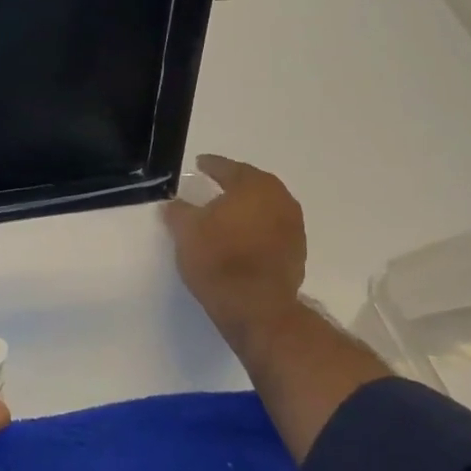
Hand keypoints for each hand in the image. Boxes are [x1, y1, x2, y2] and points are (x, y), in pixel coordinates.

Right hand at [164, 155, 307, 347]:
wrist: (256, 307)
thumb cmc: (218, 260)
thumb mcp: (186, 232)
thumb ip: (178, 211)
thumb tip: (173, 204)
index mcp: (253, 186)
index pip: (228, 168)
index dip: (210, 165)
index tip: (199, 164)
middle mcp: (280, 199)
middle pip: (252, 185)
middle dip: (233, 185)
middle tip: (214, 186)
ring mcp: (294, 226)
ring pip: (265, 208)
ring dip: (247, 209)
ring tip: (226, 215)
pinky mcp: (297, 252)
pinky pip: (272, 230)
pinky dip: (257, 229)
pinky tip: (241, 240)